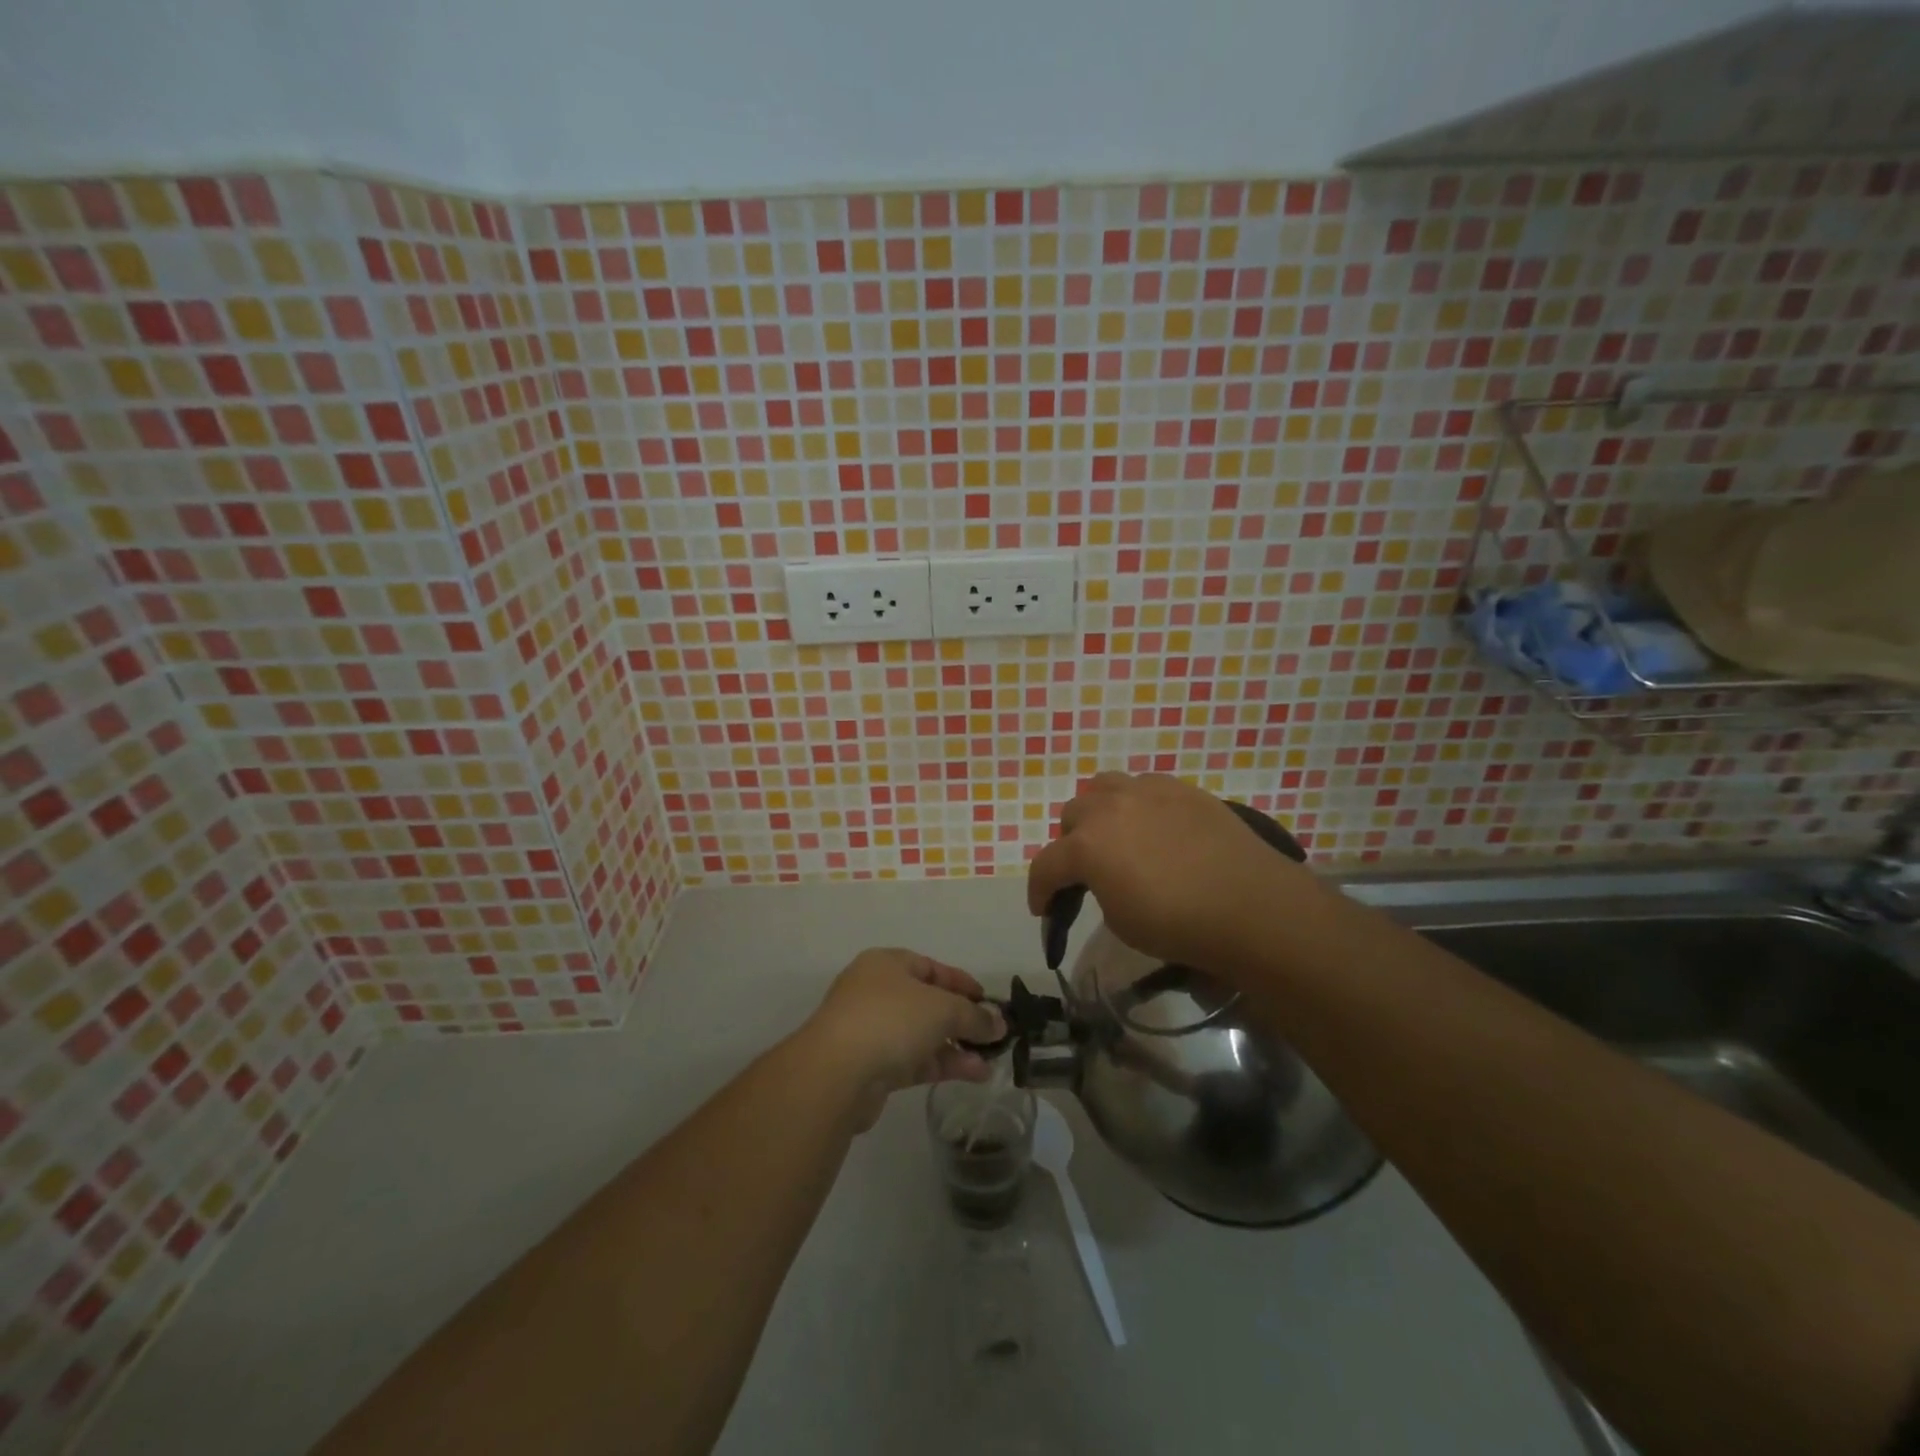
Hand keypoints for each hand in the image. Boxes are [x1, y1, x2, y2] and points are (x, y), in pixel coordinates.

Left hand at [801, 949, 1004, 1129]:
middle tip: (994, 1036)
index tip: (989, 1002)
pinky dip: (942, 1064)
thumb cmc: (891, 1019)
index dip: (962, 983)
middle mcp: (876, 992)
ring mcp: (871, 1031)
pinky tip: (973, 1074)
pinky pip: (914, 1060)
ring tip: (991, 1063)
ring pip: (922, 1035)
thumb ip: (974, 1015)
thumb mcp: (943, 1009)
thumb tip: (999, 1023)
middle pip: (928, 1003)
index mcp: (886, 964)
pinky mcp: (871, 1067)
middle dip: (962, 1020)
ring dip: (956, 1047)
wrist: (836, 1074)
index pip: (931, 967)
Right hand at [1026, 773, 1321, 973]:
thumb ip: (1098, 888)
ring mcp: (1147, 791)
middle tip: (1088, 871)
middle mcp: (1109, 808)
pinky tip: (1156, 827)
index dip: (1039, 891)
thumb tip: (1105, 877)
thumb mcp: (1119, 920)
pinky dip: (1138, 805)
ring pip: (1104, 788)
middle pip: (1071, 816)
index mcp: (1086, 845)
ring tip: (1118, 836)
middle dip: (1071, 845)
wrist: (1250, 906)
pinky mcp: (1182, 789)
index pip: (1046, 866)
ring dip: (1100, 812)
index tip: (1043, 910)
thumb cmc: (1178, 924)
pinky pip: (1145, 787)